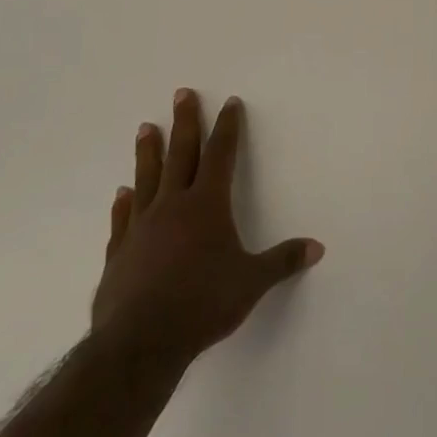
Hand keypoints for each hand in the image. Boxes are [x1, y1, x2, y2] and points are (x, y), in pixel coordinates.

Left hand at [90, 90, 322, 395]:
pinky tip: (121, 193)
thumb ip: (282, 261)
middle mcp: (173, 206)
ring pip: (146, 178)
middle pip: (180, 154)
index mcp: (207, 205)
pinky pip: (123, 219)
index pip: (221, 155)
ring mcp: (141, 227)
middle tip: (181, 94)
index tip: (229, 103)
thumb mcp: (252, 282)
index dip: (227, 128)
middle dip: (185, 122)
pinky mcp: (119, 253)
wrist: (140, 342)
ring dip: (148, 152)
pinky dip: (123, 203)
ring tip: (145, 127)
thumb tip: (317, 248)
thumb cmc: (203, 303)